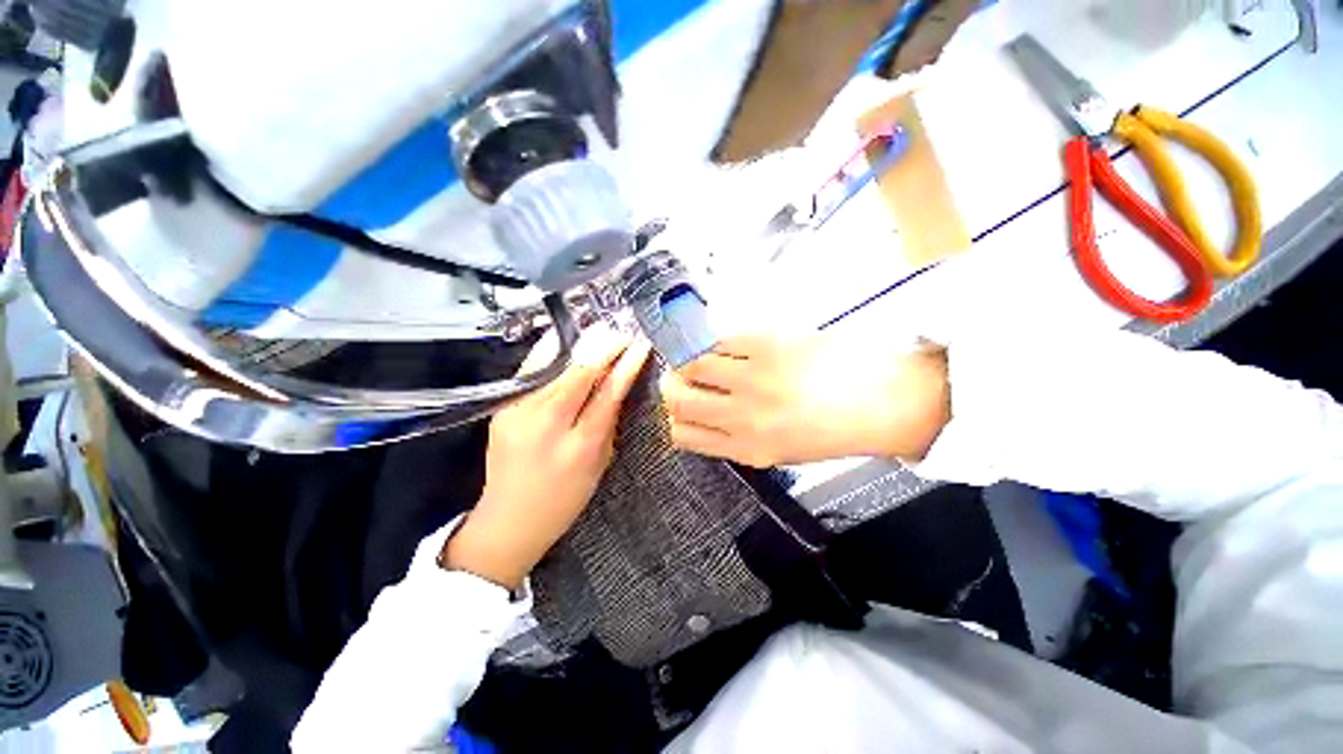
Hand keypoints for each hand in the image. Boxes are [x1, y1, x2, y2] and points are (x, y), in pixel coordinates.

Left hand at [440, 327, 651, 588]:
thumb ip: (608, 422)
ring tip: (599, 331)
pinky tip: (567, 341)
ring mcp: (518, 412)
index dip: (626, 365)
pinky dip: (553, 352)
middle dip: (604, 346)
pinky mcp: (502, 406)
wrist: (509, 519)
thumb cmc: (564, 499)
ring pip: (553, 364)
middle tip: (621, 332)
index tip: (639, 345)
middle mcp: (546, 424)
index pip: (608, 393)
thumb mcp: (599, 464)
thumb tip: (617, 384)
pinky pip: (533, 370)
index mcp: (579, 447)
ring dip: (580, 344)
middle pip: (578, 372)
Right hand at [659, 332, 948, 467]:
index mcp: (746, 449)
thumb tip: (702, 417)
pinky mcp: (766, 345)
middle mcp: (742, 417)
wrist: (883, 401)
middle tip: (682, 376)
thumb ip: (736, 440)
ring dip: (689, 359)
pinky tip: (730, 343)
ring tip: (703, 355)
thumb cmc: (832, 428)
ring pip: (690, 365)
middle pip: (676, 399)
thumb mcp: (779, 452)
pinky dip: (716, 340)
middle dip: (672, 386)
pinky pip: (718, 339)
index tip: (680, 406)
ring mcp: (753, 379)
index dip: (674, 418)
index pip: (681, 434)